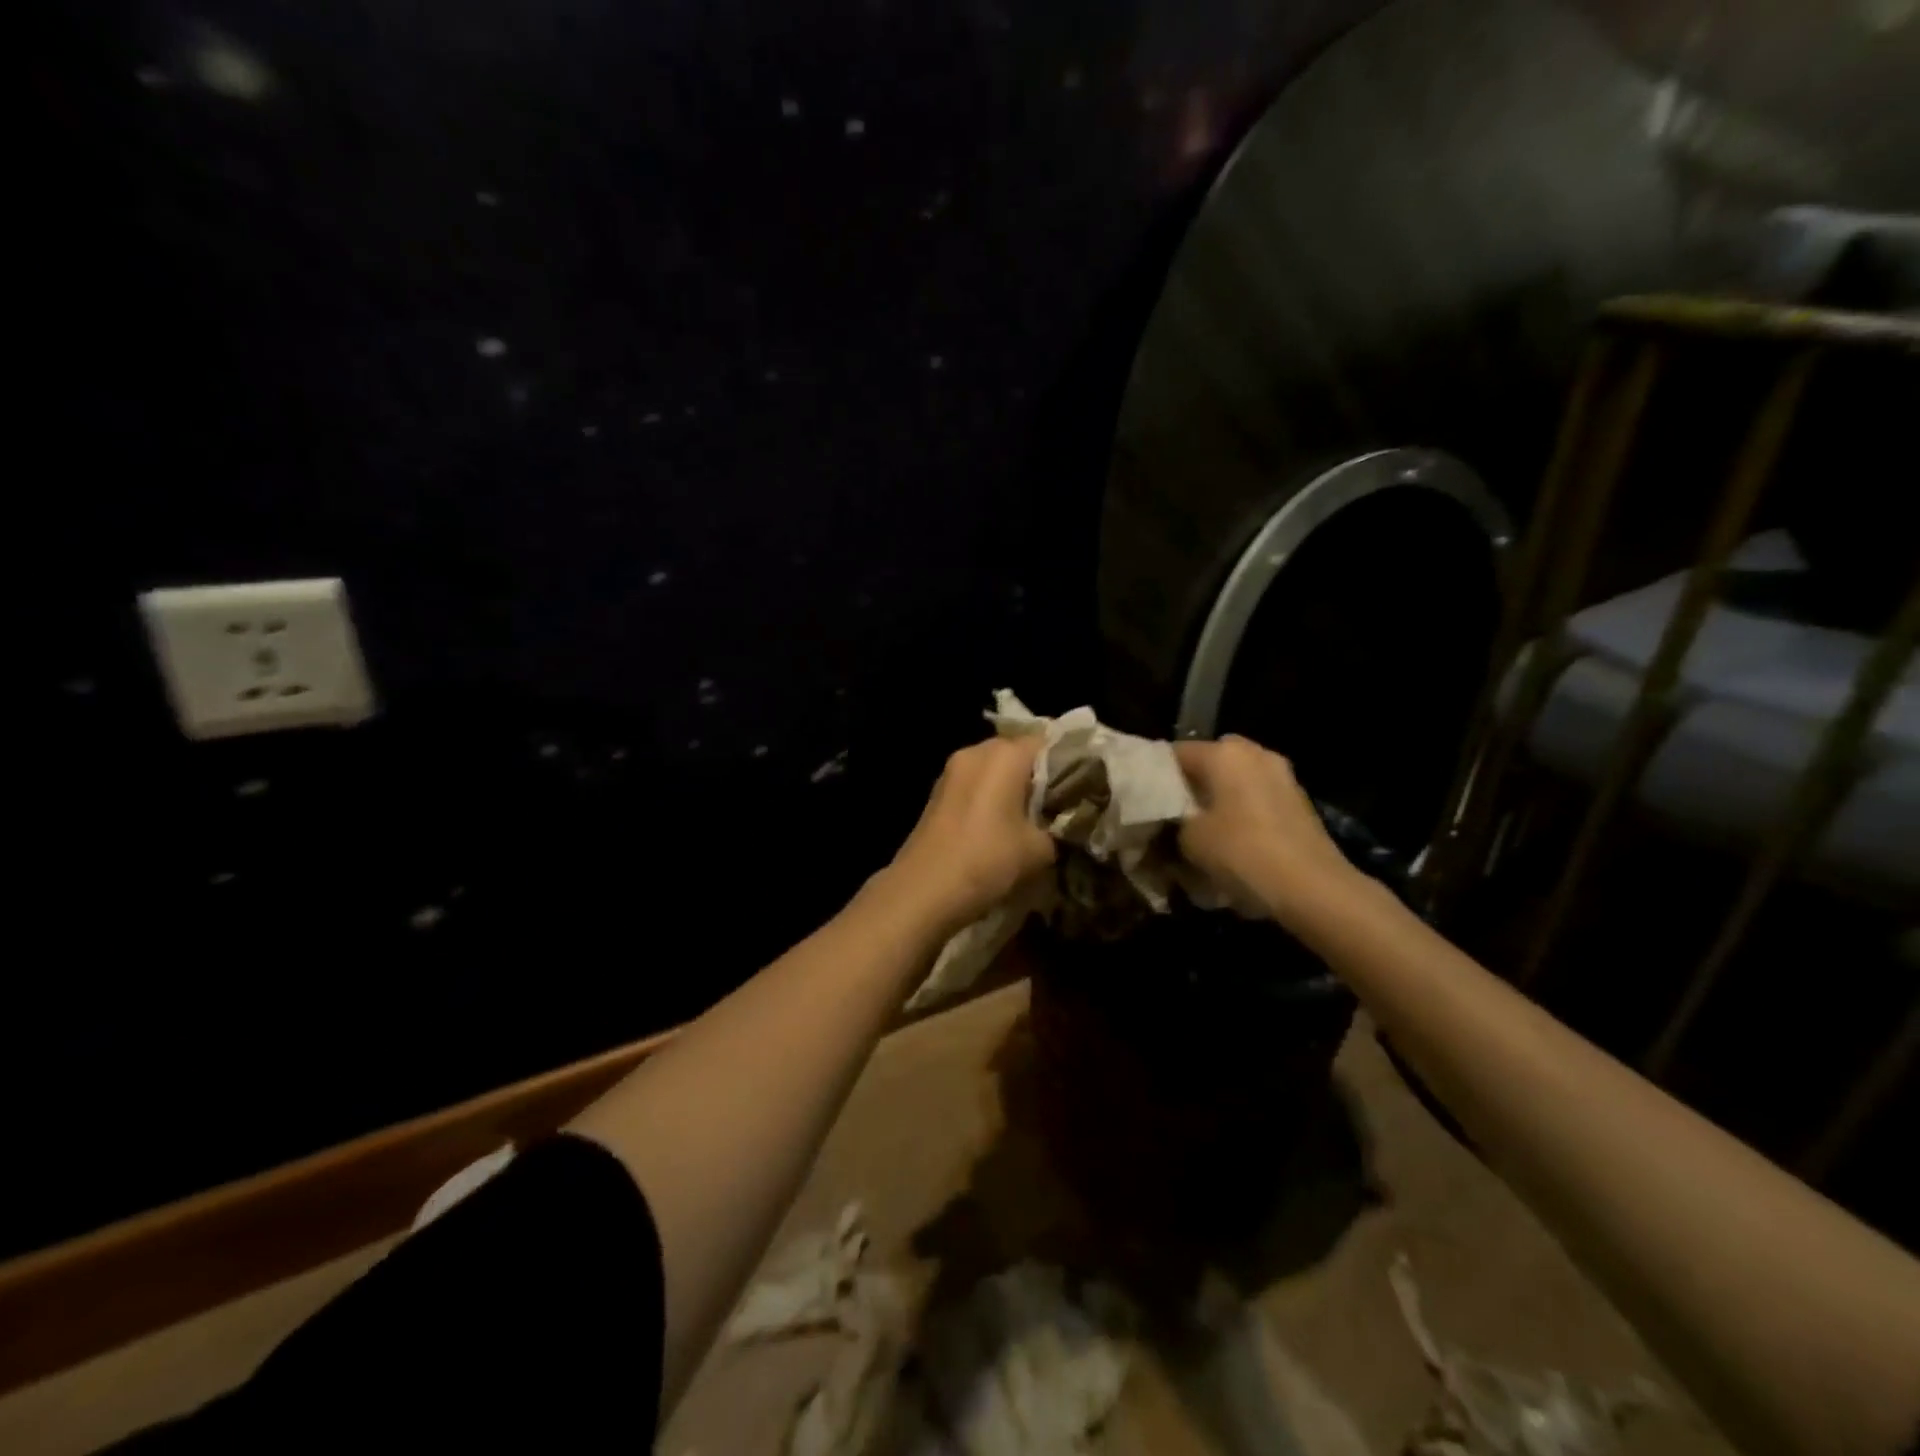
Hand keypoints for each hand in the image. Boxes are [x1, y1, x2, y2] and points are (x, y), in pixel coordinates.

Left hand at [884, 735, 1055, 934]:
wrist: (924, 891)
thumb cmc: (987, 860)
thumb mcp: (1040, 849)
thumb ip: (1060, 826)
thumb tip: (1064, 823)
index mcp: (1004, 754)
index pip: (1049, 741)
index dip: (1072, 761)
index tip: (1088, 784)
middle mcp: (976, 751)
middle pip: (1020, 752)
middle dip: (1042, 775)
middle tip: (1065, 803)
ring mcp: (952, 771)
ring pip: (996, 769)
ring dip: (1016, 787)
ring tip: (1037, 816)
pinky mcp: (939, 793)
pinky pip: (977, 784)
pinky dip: (994, 797)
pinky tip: (1006, 825)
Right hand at [1173, 735, 1359, 927]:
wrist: (1313, 888)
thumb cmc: (1242, 853)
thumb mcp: (1189, 840)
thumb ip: (1171, 821)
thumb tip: (1169, 820)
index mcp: (1223, 753)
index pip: (1174, 753)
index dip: (1154, 776)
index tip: (1141, 800)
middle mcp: (1254, 753)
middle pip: (1208, 763)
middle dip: (1189, 785)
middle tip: (1171, 814)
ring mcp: (1281, 775)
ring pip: (1235, 780)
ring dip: (1217, 799)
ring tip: (1199, 830)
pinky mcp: (1298, 801)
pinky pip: (1256, 798)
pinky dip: (1240, 812)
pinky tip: (1230, 840)